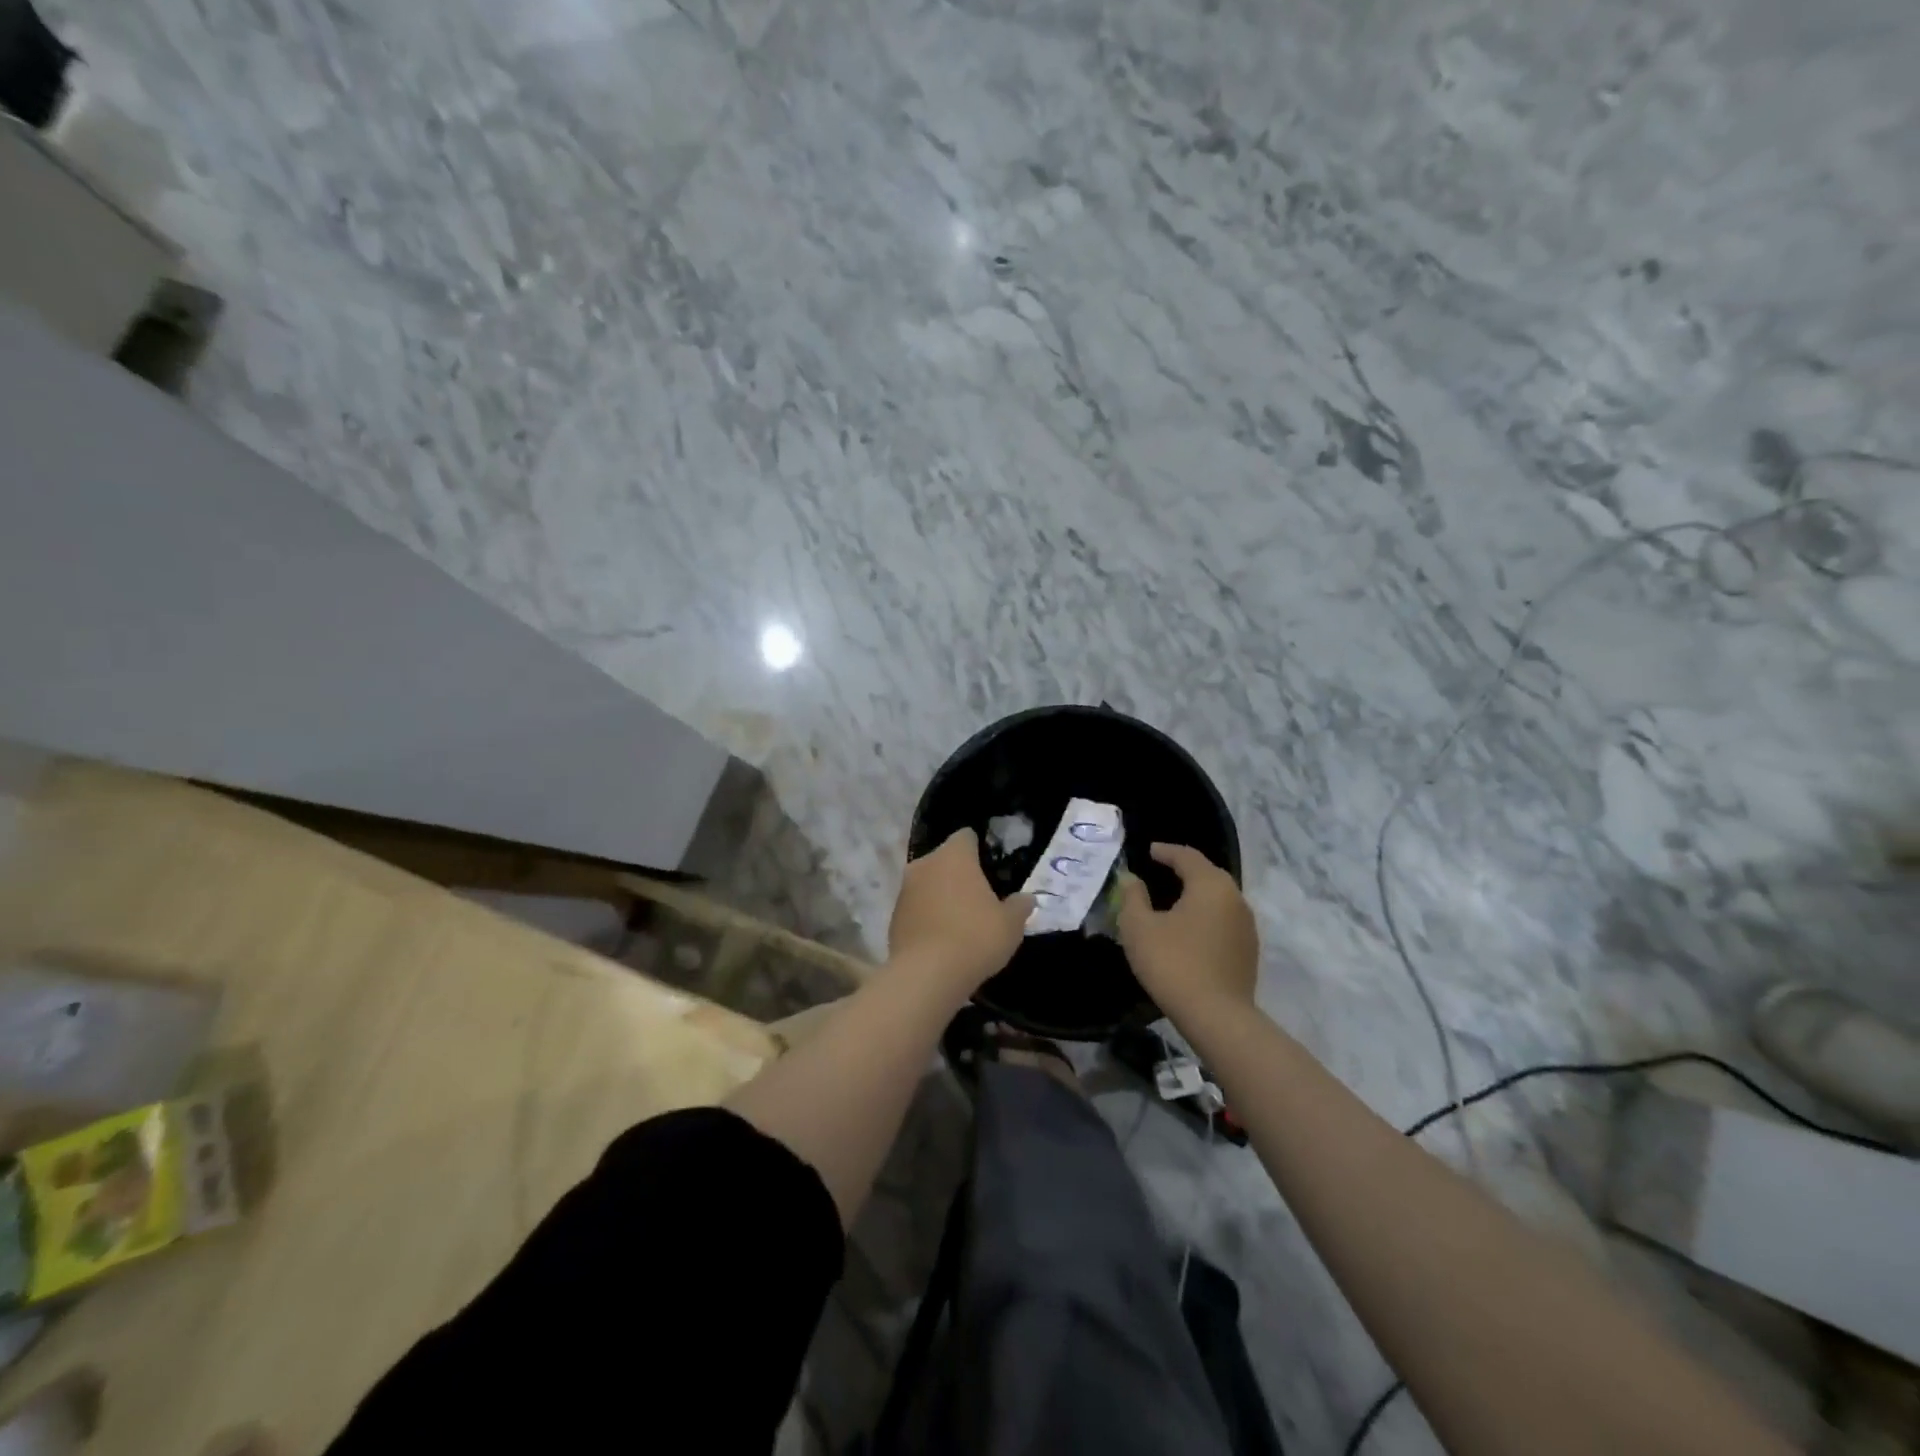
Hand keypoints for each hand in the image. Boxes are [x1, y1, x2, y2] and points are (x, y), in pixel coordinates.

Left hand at [889, 829, 1033, 995]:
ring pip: (927, 883)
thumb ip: (1019, 906)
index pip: (966, 836)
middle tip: (979, 897)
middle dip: (959, 873)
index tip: (991, 868)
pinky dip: (926, 915)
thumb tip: (1026, 898)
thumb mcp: (1011, 925)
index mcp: (954, 856)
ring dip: (940, 894)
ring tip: (960, 920)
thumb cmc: (975, 938)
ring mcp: (904, 889)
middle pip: (944, 859)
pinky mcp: (893, 916)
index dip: (979, 849)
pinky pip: (915, 907)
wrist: (926, 975)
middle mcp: (925, 864)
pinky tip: (941, 938)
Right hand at [1117, 843, 1258, 1019]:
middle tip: (1159, 870)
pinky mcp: (1248, 950)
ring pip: (1217, 898)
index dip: (1165, 851)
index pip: (1187, 856)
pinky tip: (1188, 928)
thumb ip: (1132, 897)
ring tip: (1172, 899)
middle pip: (1207, 874)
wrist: (1217, 1017)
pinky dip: (1204, 915)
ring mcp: (1246, 925)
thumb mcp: (1138, 927)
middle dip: (1183, 870)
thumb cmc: (1173, 963)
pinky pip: (1223, 920)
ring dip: (1195, 894)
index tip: (1148, 851)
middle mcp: (1235, 898)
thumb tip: (1132, 879)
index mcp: (1210, 885)